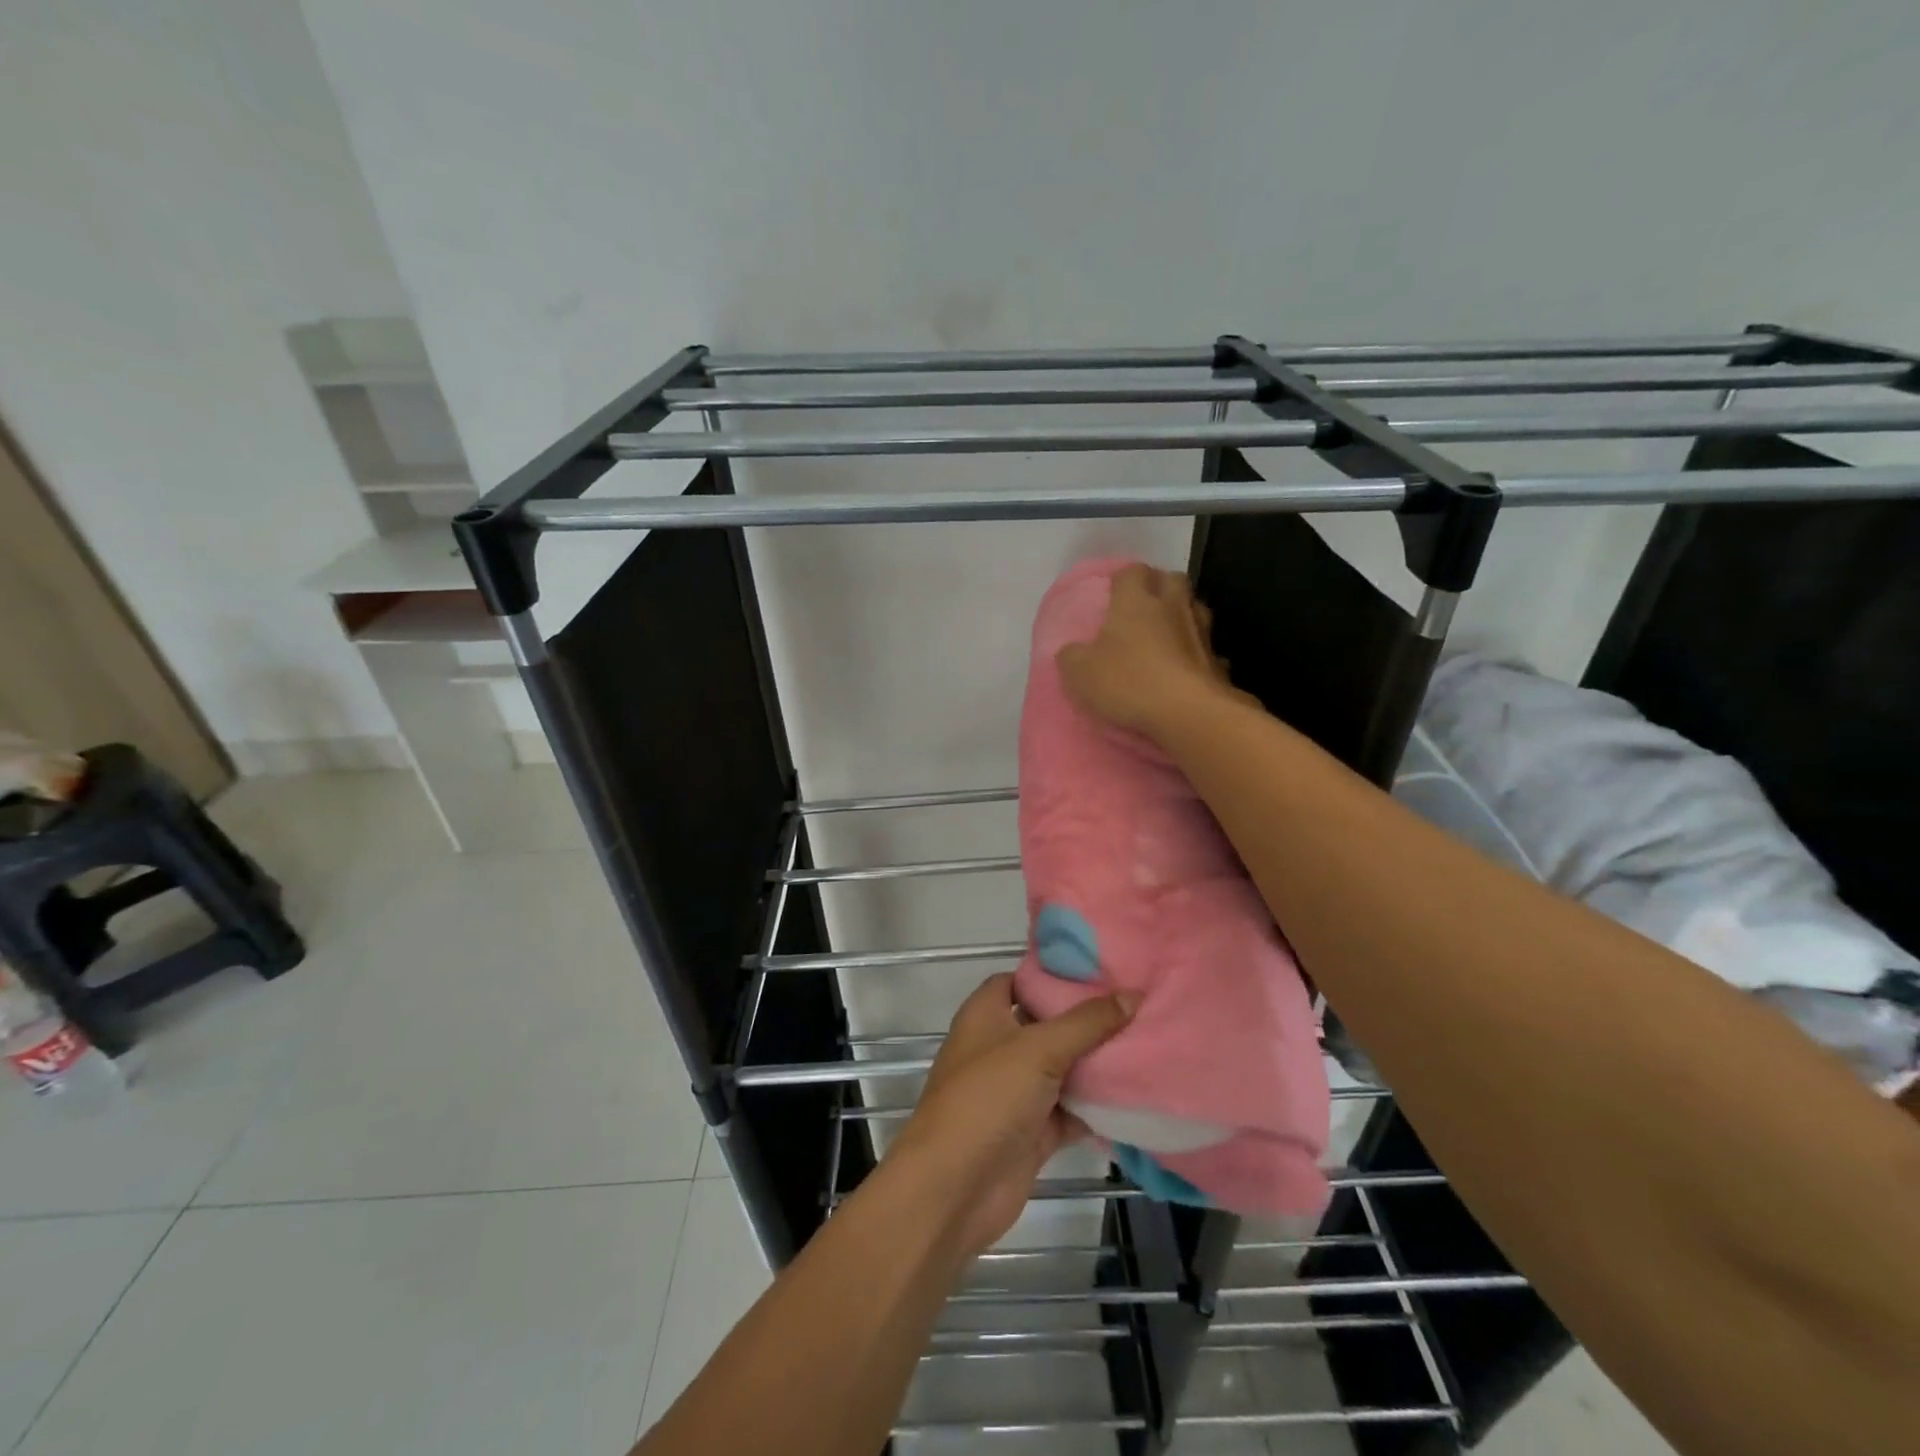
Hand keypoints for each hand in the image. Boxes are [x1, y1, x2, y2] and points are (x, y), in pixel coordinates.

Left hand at [885, 974, 1135, 1256]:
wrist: (955, 1189)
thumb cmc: (987, 1098)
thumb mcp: (1039, 1049)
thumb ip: (1087, 1022)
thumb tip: (1133, 993)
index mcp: (986, 1015)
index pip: (1020, 980)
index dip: (1054, 974)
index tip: (1100, 968)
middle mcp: (999, 1048)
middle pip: (1047, 1024)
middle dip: (1087, 1018)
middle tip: (1137, 1003)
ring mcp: (1016, 1092)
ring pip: (1063, 1068)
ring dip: (1097, 1063)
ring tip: (1148, 1041)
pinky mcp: (1033, 1132)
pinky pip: (1072, 1111)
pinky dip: (1098, 1107)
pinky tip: (1138, 1094)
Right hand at [1055, 564, 1237, 739]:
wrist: (1188, 713)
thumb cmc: (1129, 682)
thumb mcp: (1080, 673)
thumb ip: (1071, 657)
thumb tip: (1071, 651)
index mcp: (1135, 601)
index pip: (1131, 572)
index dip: (1122, 580)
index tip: (1111, 595)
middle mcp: (1172, 607)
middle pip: (1171, 579)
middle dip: (1158, 586)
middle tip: (1142, 607)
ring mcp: (1201, 632)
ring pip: (1194, 609)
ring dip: (1181, 616)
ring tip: (1165, 635)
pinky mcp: (1218, 662)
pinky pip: (1207, 649)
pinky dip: (1197, 654)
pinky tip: (1186, 669)